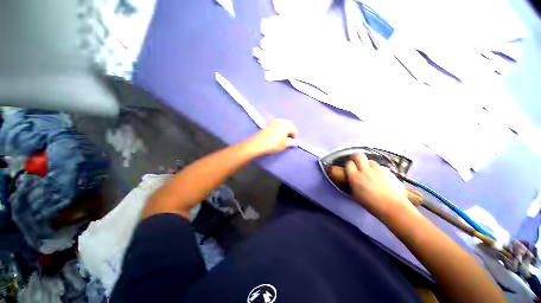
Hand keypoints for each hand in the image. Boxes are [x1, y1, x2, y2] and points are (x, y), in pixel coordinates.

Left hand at [248, 119, 297, 154]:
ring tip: (281, 140)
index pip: (295, 131)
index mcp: (287, 124)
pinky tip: (275, 138)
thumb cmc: (274, 144)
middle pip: (289, 127)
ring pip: (282, 127)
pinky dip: (278, 132)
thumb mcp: (285, 145)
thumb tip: (295, 142)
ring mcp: (273, 122)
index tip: (293, 144)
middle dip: (289, 134)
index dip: (295, 138)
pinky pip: (276, 127)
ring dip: (283, 133)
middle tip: (287, 142)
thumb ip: (292, 142)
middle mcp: (281, 121)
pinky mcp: (268, 125)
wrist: (258, 144)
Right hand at [346, 153, 417, 219]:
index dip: (350, 165)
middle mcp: (365, 170)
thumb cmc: (371, 204)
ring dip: (369, 164)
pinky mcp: (389, 171)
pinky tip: (381, 178)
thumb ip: (352, 184)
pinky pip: (381, 167)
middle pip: (358, 155)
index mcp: (355, 177)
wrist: (393, 207)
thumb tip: (351, 179)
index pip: (349, 163)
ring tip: (371, 171)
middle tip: (358, 162)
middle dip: (357, 157)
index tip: (351, 168)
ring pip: (371, 161)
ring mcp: (378, 170)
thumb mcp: (356, 195)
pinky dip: (379, 170)